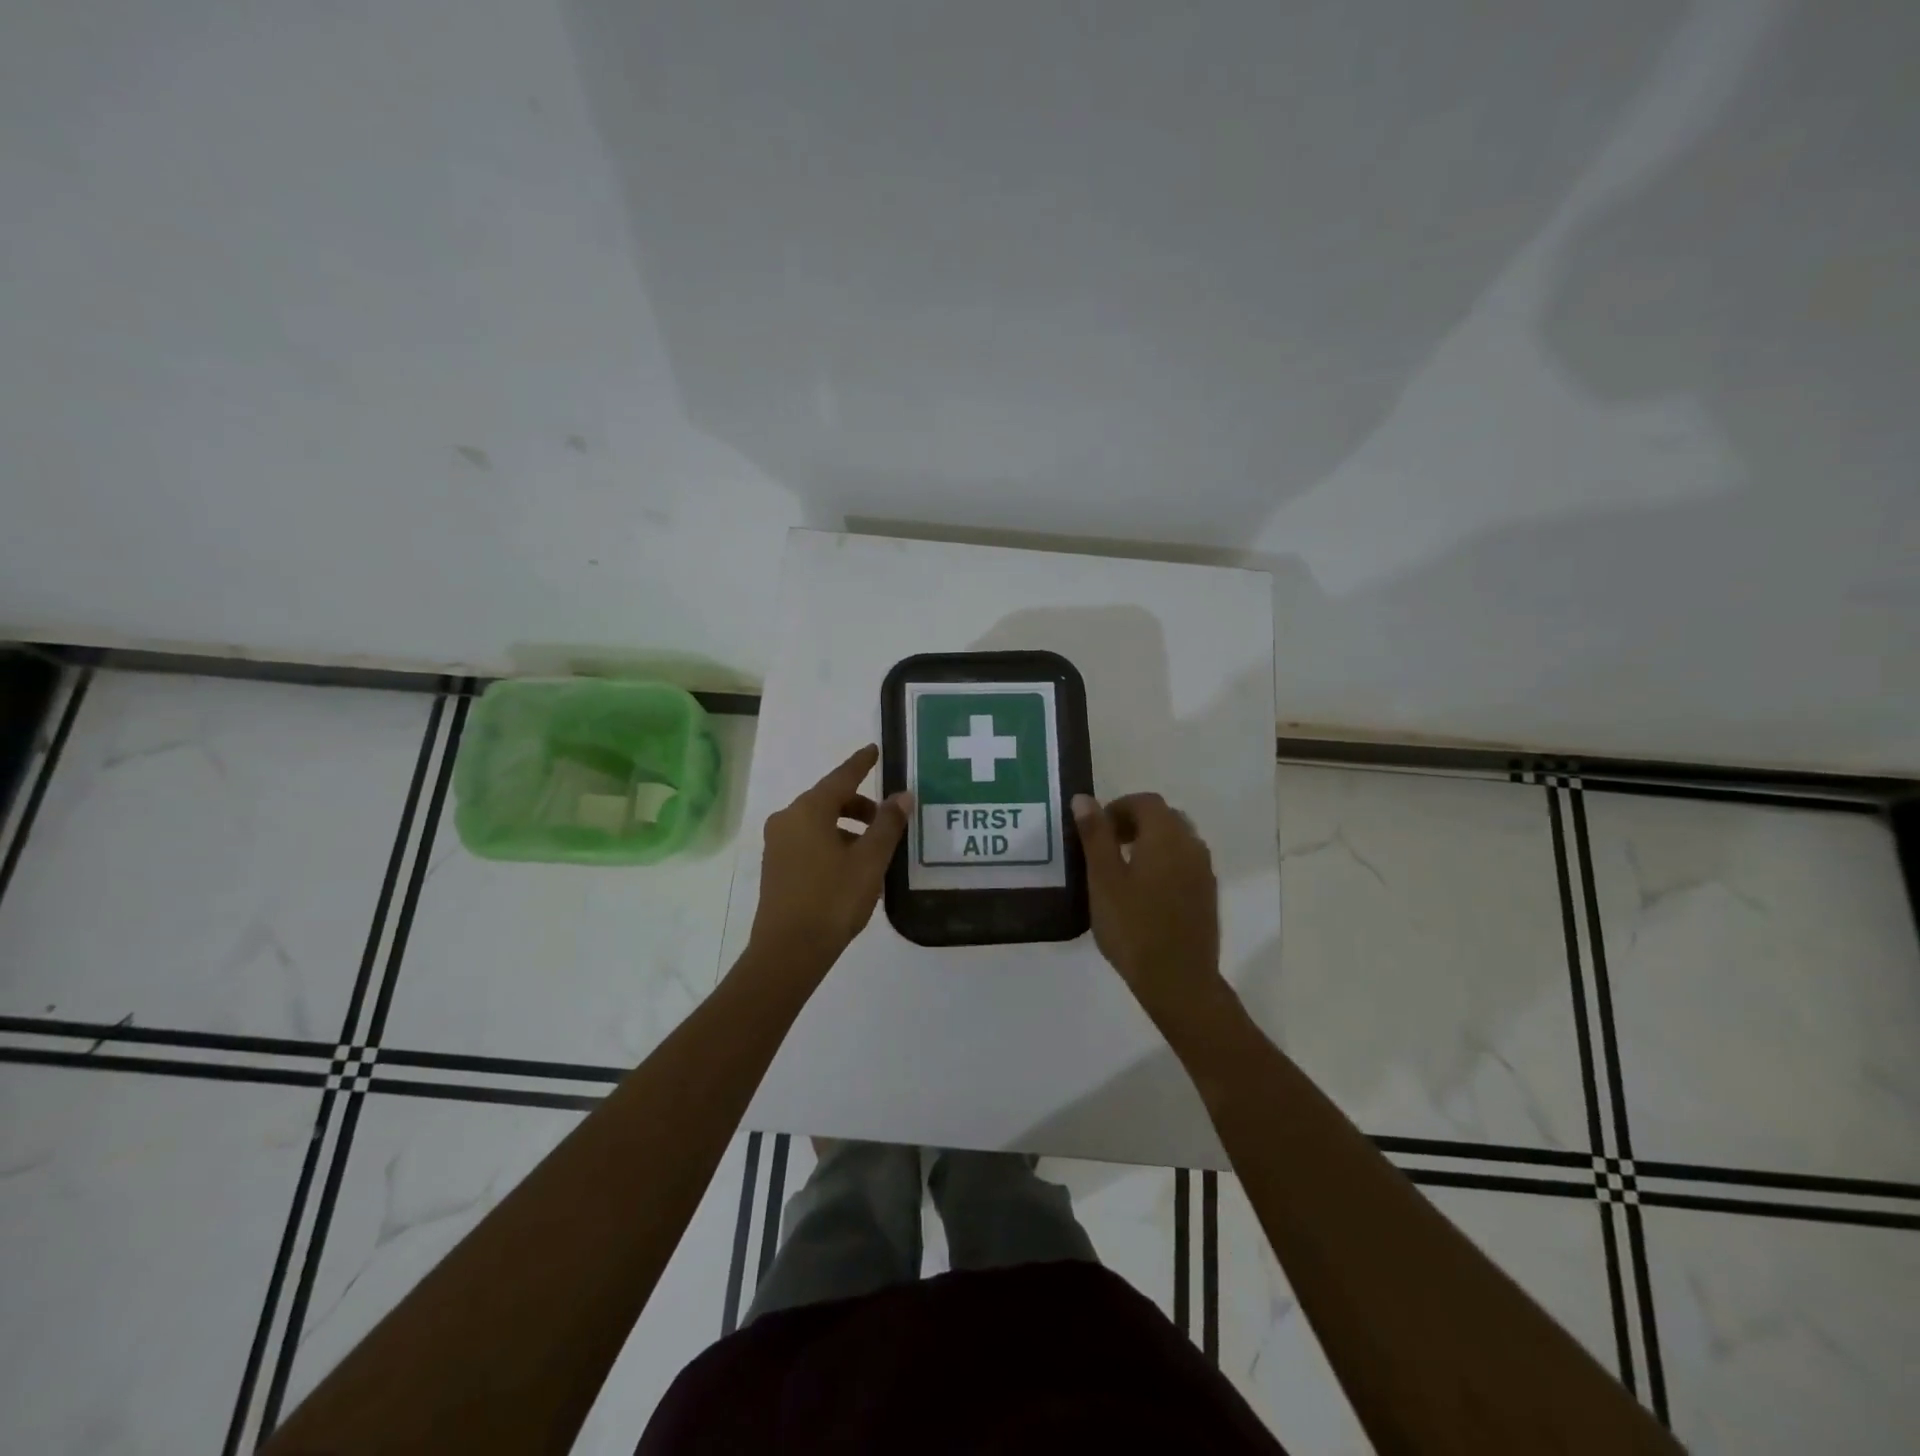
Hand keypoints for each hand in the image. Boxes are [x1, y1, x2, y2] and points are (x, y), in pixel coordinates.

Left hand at [748, 744, 910, 971]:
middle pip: (829, 800)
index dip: (860, 764)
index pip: (841, 778)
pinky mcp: (776, 867)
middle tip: (887, 820)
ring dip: (847, 827)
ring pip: (818, 822)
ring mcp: (777, 844)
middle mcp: (787, 820)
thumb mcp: (870, 860)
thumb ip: (888, 824)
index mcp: (808, 811)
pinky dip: (832, 842)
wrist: (789, 951)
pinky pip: (809, 841)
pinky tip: (851, 866)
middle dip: (859, 805)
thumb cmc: (833, 899)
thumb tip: (902, 795)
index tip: (874, 750)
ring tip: (874, 850)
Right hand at [1073, 792, 1222, 1024]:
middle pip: (1164, 817)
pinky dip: (1164, 863)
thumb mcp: (1103, 879)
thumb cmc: (1133, 927)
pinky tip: (1145, 892)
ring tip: (1123, 870)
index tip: (1096, 831)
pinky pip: (1185, 862)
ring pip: (1176, 840)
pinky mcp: (1208, 894)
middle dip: (1134, 823)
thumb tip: (1084, 799)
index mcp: (1166, 835)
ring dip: (1150, 842)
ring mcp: (1204, 870)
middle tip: (1106, 847)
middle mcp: (1191, 845)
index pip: (1144, 802)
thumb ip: (1095, 835)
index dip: (1118, 808)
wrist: (1178, 980)